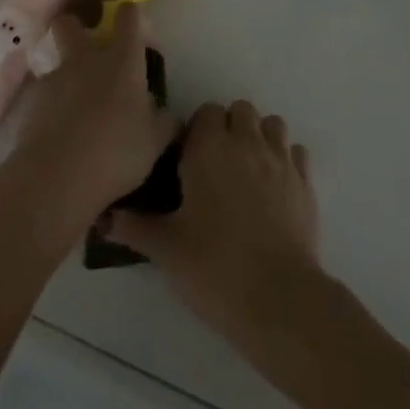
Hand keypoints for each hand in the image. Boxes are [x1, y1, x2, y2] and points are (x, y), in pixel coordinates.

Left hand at [0, 4, 177, 251]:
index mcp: (122, 60)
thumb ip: (164, 122)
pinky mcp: (31, 104)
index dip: (132, 15)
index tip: (136, 27)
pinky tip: (58, 133)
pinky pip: (43, 95)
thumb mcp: (155, 142)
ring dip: (65, 75)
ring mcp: (54, 79)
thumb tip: (169, 115)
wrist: (55, 178)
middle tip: (88, 49)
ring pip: (55, 61)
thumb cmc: (115, 153)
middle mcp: (86, 59)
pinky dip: (50, 107)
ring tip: (75, 107)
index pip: (129, 16)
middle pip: (70, 23)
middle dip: (76, 27)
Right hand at [107, 101, 321, 339]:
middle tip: (215, 166)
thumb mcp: (165, 249)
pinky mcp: (305, 181)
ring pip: (271, 125)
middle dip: (229, 127)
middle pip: (240, 110)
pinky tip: (275, 187)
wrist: (277, 298)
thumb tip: (103, 217)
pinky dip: (286, 160)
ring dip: (259, 137)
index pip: (206, 111)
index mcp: (209, 148)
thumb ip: (134, 226)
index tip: (188, 160)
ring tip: (247, 171)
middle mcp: (246, 141)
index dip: (197, 131)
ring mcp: (280, 159)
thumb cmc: (213, 267)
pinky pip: (296, 152)